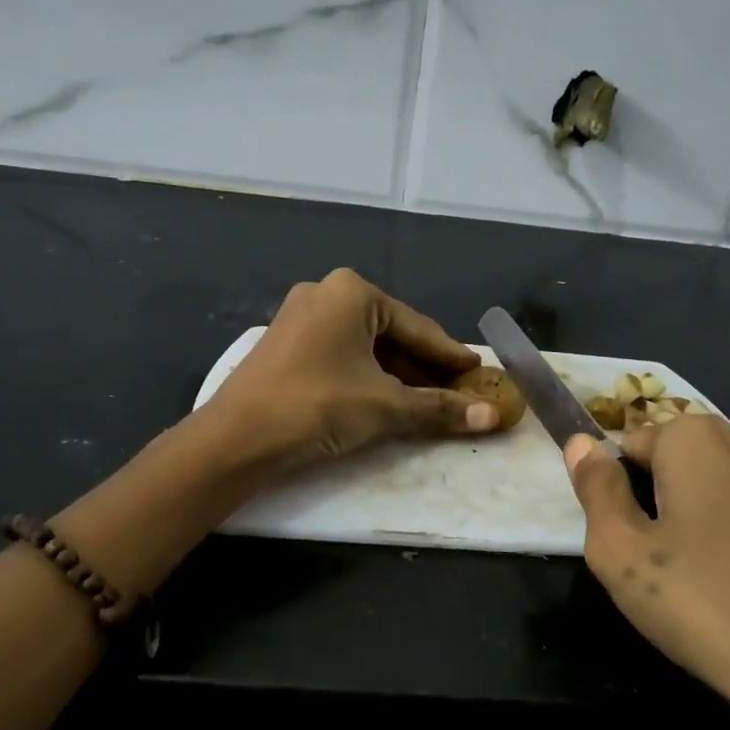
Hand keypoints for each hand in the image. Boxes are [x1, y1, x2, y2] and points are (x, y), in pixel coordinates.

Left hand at [207, 269, 497, 469]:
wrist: (236, 438)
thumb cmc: (317, 407)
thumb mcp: (385, 406)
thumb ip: (439, 408)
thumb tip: (493, 416)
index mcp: (352, 292)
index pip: (418, 328)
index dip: (452, 356)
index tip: (479, 374)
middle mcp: (326, 293)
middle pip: (392, 334)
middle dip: (425, 367)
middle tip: (458, 392)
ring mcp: (301, 317)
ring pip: (365, 346)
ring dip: (397, 374)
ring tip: (427, 401)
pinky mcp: (286, 344)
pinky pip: (341, 355)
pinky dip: (367, 376)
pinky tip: (385, 399)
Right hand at [565, 418, 729, 729]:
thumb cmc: (707, 605)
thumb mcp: (621, 552)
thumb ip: (595, 490)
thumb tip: (581, 442)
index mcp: (699, 439)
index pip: (631, 444)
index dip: (616, 492)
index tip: (623, 542)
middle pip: (678, 465)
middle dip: (657, 505)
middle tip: (653, 571)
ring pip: (719, 495)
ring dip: (697, 527)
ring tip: (697, 590)